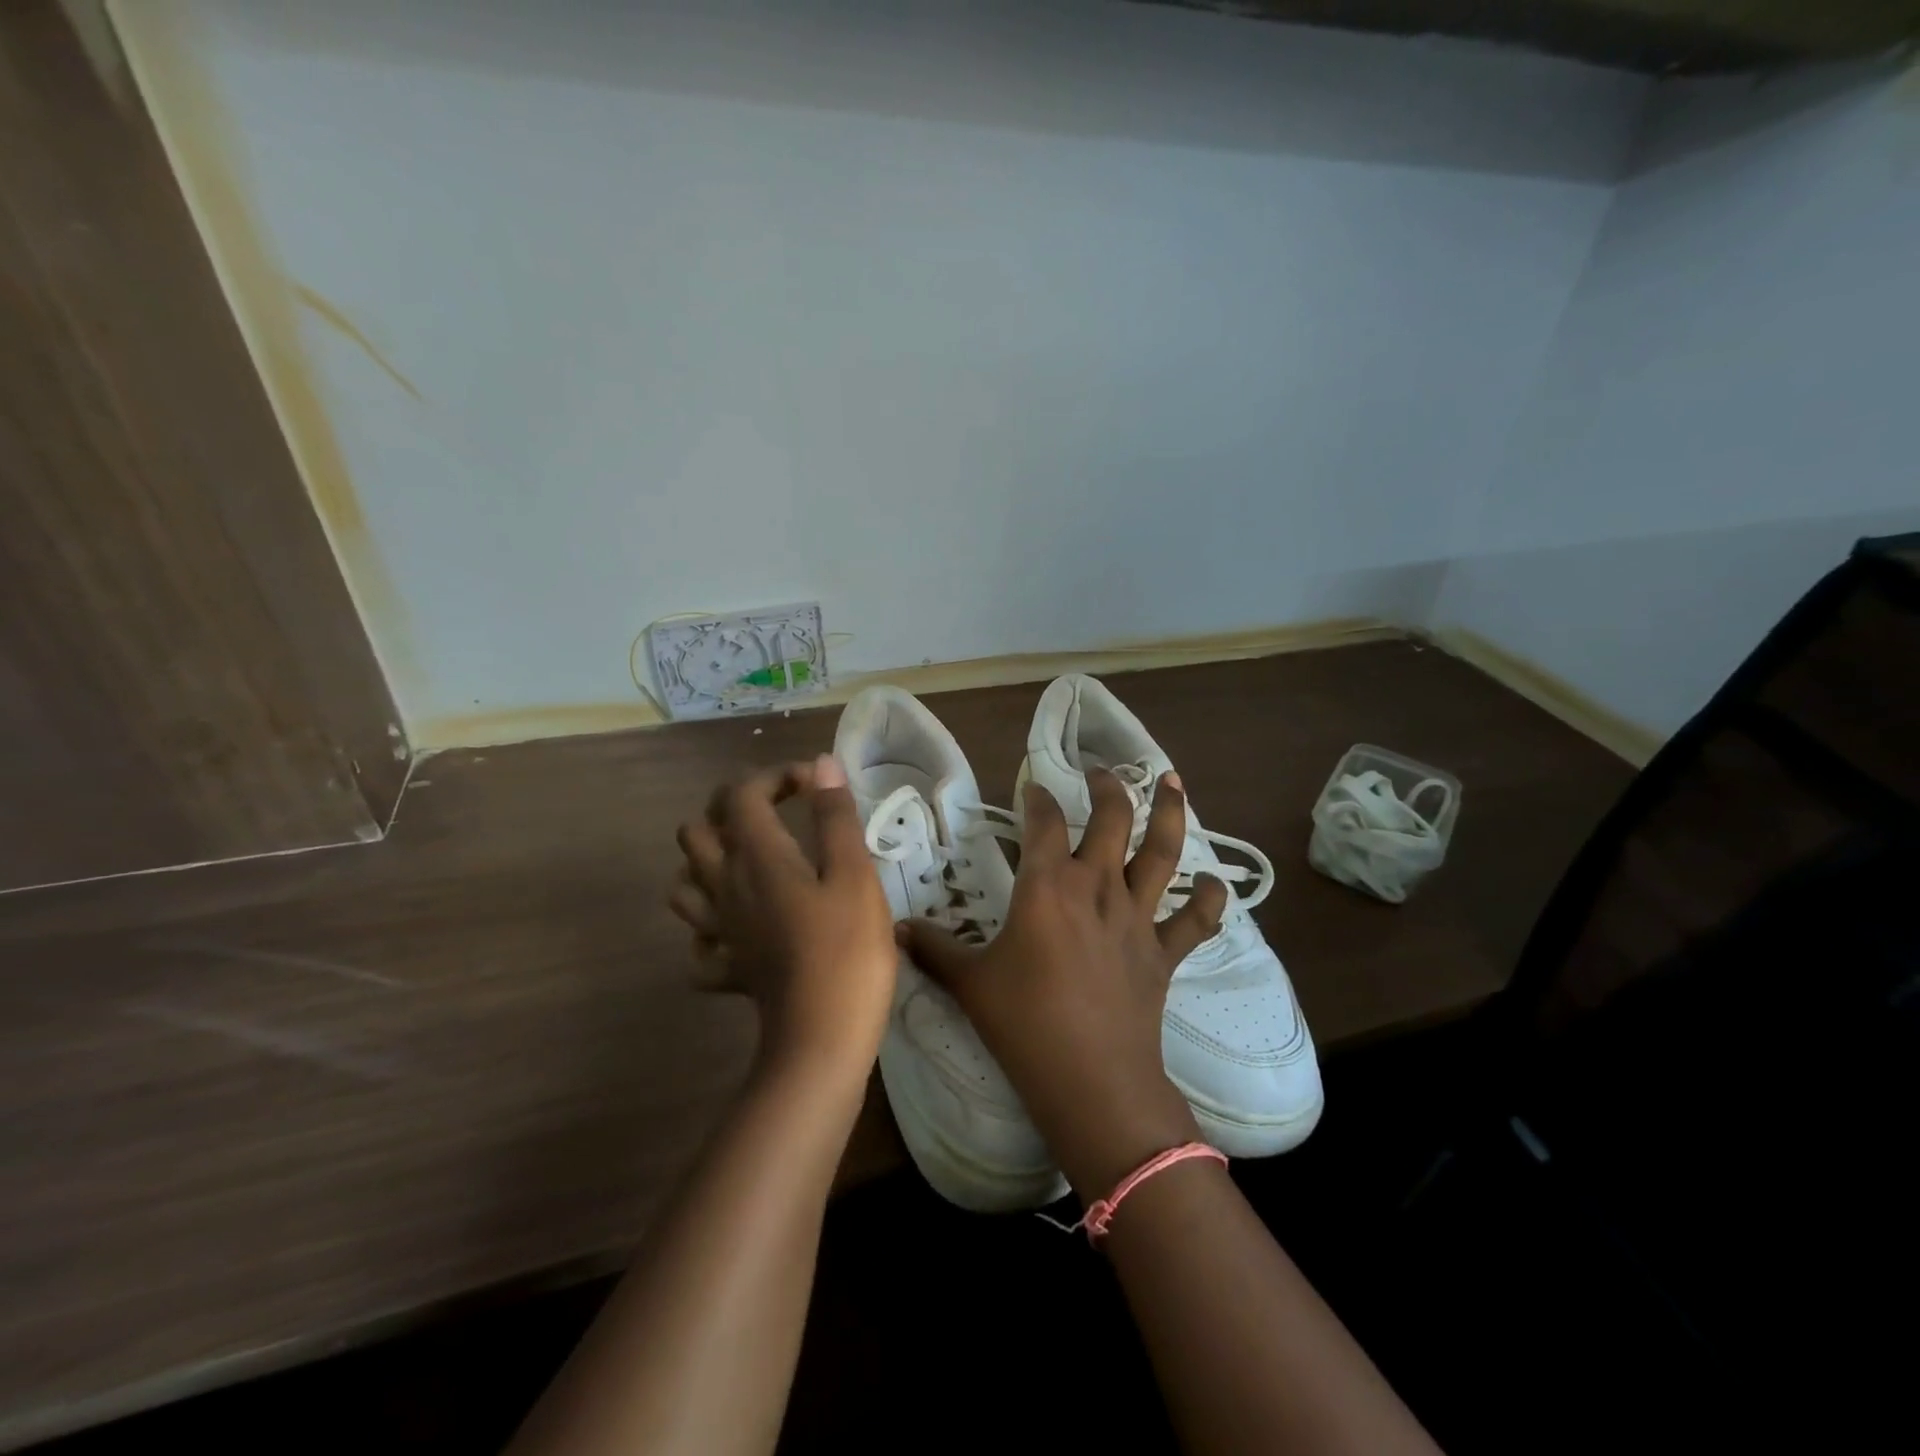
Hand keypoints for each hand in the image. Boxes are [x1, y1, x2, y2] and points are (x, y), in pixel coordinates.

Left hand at [670, 756, 894, 1087]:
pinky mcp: (728, 967)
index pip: (742, 794)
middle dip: (731, 808)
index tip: (815, 785)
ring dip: (708, 862)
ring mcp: (720, 931)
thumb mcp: (853, 874)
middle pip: (696, 831)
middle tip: (775, 813)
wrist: (822, 1038)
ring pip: (684, 883)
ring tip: (749, 861)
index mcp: (756, 857)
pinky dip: (711, 927)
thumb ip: (835, 816)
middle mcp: (725, 886)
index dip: (775, 776)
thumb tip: (823, 764)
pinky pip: (700, 942)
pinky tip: (739, 928)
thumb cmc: (847, 949)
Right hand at [898, 768, 1226, 1199]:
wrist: (1091, 1079)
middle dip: (1107, 787)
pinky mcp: (1164, 952)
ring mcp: (1137, 917)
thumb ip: (933, 950)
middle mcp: (1097, 887)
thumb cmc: (1024, 1023)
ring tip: (1172, 781)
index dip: (1037, 797)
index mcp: (1048, 886)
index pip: (1044, 822)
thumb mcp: (969, 984)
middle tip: (1100, 771)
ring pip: (1163, 852)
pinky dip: (1210, 899)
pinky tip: (1215, 883)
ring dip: (1169, 813)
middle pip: (1111, 819)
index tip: (1031, 785)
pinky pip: (1195, 920)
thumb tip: (894, 928)